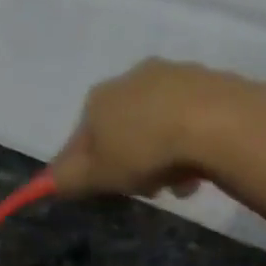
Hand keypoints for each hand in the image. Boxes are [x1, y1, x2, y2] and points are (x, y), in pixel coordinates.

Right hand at [50, 59, 265, 197]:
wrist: (218, 123)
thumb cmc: (145, 151)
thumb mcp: (96, 175)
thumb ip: (67, 180)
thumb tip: (46, 182)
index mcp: (100, 98)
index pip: (81, 138)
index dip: (88, 168)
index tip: (105, 189)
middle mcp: (133, 77)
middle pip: (122, 131)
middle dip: (131, 161)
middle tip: (146, 188)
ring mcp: (175, 75)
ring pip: (158, 126)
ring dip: (163, 157)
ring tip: (177, 183)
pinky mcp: (212, 83)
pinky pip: (191, 121)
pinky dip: (191, 144)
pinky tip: (200, 167)